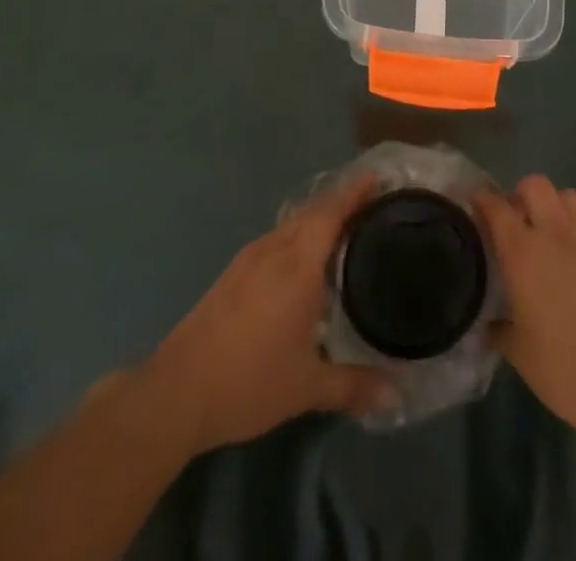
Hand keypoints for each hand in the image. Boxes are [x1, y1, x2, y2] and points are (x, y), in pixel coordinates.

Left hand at [140, 175, 393, 455]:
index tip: (377, 179)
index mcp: (298, 265)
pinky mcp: (232, 274)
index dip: (354, 193)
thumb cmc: (249, 381)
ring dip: (316, 220)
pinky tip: (301, 262)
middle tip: (370, 206)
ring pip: (291, 225)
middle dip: (341, 204)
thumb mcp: (307, 388)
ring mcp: (249, 259)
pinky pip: (275, 240)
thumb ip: (354, 385)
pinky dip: (296, 237)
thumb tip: (397, 395)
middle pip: (312, 212)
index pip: (331, 213)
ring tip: (342, 231)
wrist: (178, 391)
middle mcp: (274, 250)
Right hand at [474, 176, 575, 439]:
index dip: (481, 198)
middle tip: (512, 219)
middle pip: (534, 184)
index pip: (496, 206)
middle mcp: (552, 234)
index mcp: (522, 252)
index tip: (472, 201)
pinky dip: (573, 223)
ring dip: (550, 203)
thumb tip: (490, 323)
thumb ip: (500, 328)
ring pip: (564, 194)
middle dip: (519, 193)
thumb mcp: (519, 353)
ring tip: (543, 229)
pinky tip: (569, 251)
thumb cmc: (563, 368)